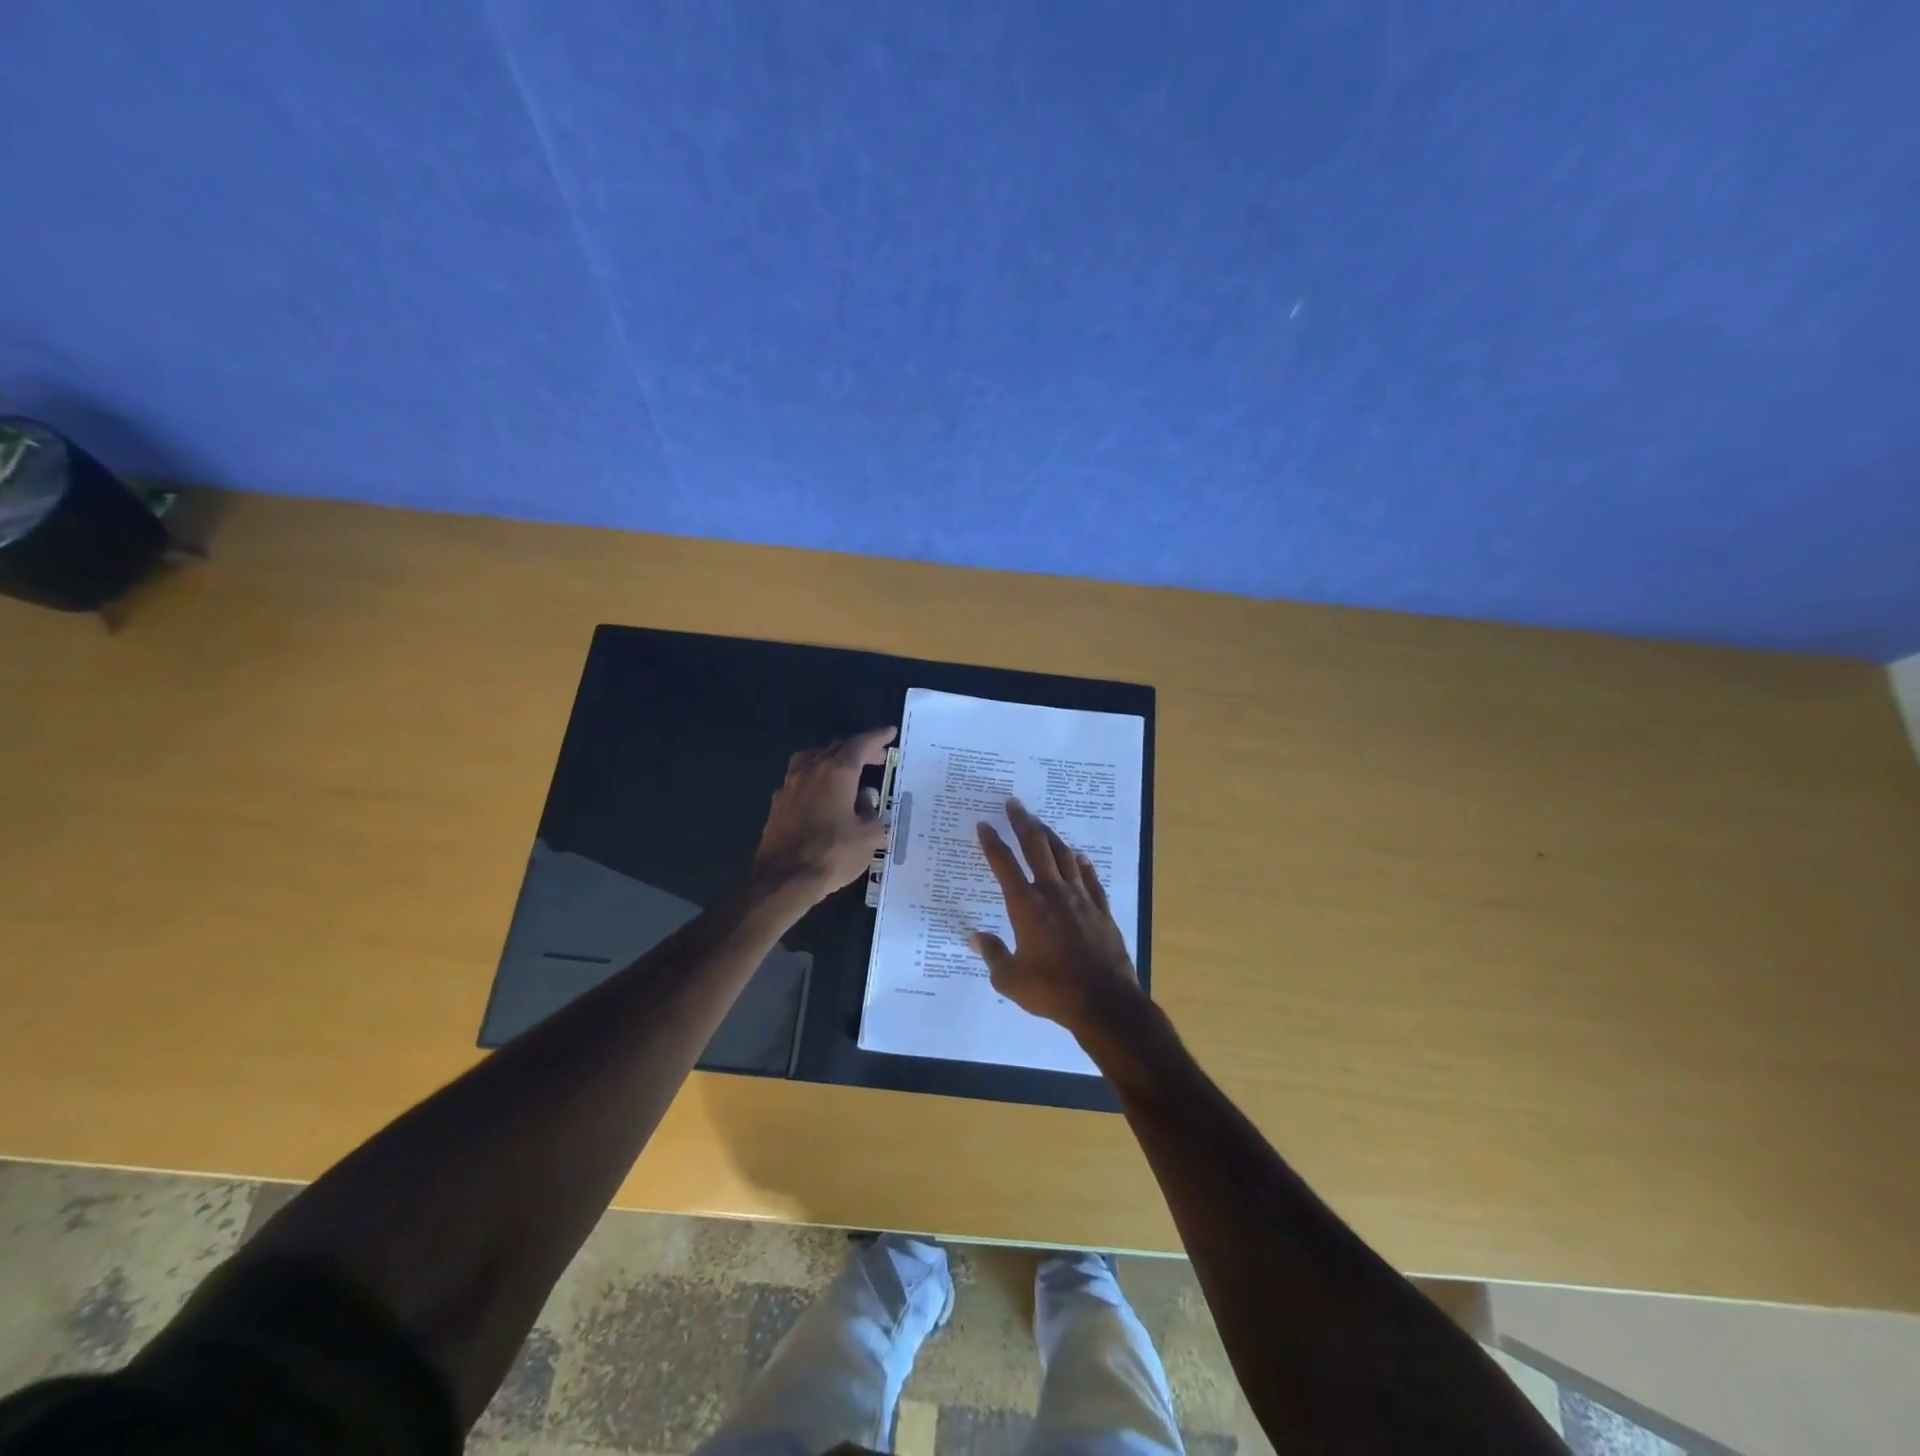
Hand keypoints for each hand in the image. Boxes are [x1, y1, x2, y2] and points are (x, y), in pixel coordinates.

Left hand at [751, 727, 894, 907]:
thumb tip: (865, 801)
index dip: (877, 738)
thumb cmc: (832, 854)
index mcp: (837, 773)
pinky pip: (800, 779)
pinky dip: (816, 779)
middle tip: (877, 757)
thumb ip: (872, 813)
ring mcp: (790, 786)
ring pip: (813, 759)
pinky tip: (822, 795)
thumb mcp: (868, 837)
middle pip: (836, 749)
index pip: (860, 745)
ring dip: (832, 759)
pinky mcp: (778, 804)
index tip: (890, 732)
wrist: (783, 879)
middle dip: (858, 749)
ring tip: (847, 771)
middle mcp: (811, 771)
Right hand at [970, 797, 1141, 1038]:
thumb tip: (975, 937)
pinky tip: (1079, 857)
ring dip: (1051, 837)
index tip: (984, 824)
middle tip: (1014, 803)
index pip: (1004, 865)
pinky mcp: (1102, 910)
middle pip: (1036, 847)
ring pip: (1064, 856)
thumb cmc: (1052, 990)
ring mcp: (1081, 899)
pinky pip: (1090, 878)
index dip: (992, 842)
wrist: (1104, 1001)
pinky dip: (1082, 864)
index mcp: (1026, 906)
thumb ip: (992, 954)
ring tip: (1041, 824)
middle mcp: (1053, 893)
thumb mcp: (1011, 979)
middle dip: (1022, 822)